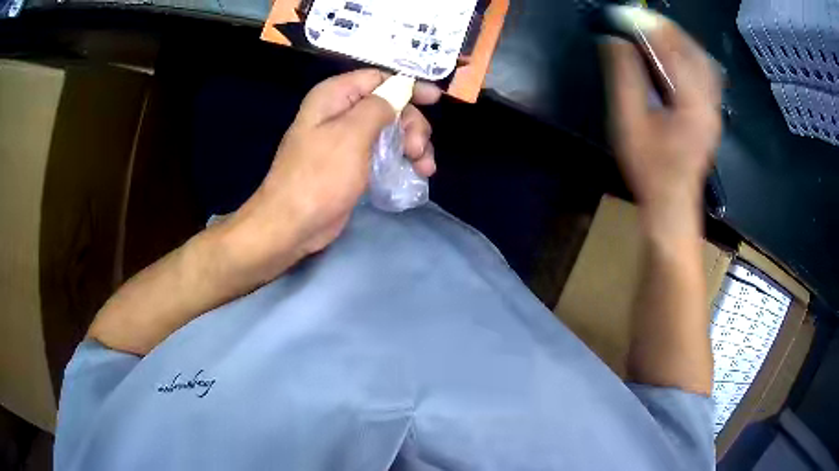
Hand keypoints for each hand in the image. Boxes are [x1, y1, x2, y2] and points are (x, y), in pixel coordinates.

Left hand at [226, 69, 440, 278]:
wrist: (293, 225)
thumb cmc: (320, 176)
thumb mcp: (351, 135)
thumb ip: (379, 106)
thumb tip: (400, 88)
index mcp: (334, 97)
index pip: (377, 78)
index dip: (408, 86)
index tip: (435, 99)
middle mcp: (339, 113)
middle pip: (388, 105)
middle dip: (411, 124)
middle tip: (419, 150)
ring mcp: (346, 141)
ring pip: (389, 131)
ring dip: (412, 145)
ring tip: (423, 168)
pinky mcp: (351, 165)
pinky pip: (383, 153)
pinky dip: (401, 160)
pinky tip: (416, 173)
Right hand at [601, 11, 720, 235]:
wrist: (672, 204)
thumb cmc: (649, 169)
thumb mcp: (629, 124)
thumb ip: (624, 78)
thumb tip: (615, 40)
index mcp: (692, 103)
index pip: (669, 49)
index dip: (643, 26)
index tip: (620, 15)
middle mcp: (709, 100)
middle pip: (690, 48)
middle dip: (662, 27)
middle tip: (635, 19)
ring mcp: (713, 106)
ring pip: (700, 58)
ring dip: (676, 38)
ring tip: (651, 31)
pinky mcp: (710, 111)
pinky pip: (703, 71)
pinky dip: (687, 54)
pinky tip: (672, 53)